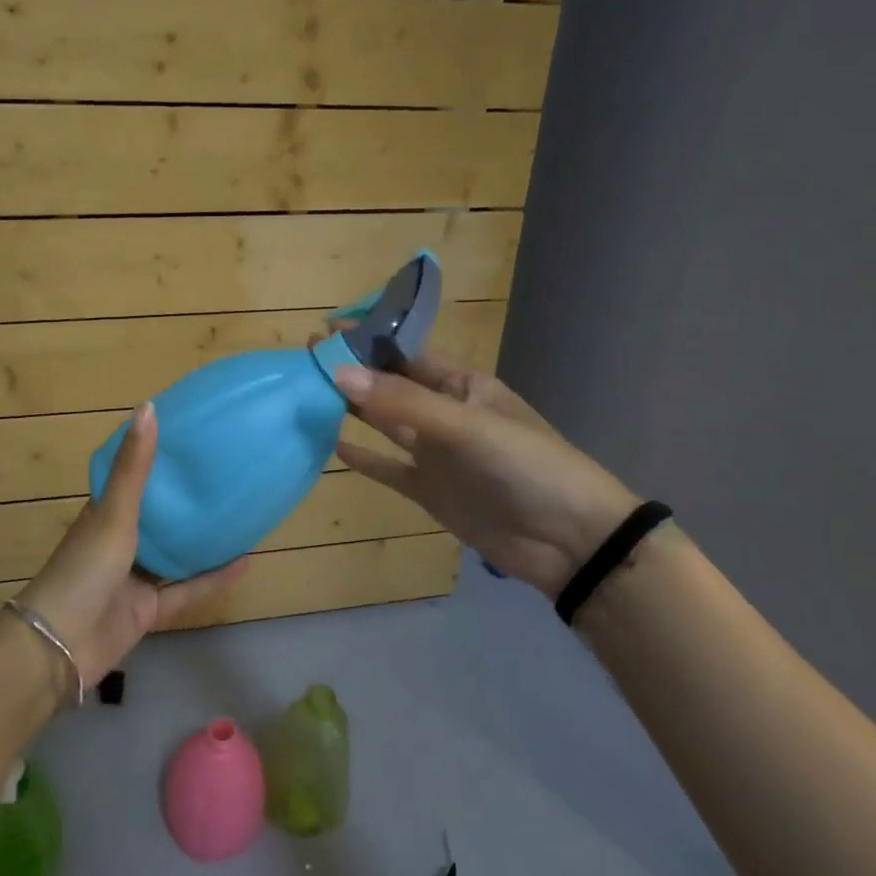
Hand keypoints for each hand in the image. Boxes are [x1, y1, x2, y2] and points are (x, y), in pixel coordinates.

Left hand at [14, 402, 248, 692]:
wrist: (61, 646)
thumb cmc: (85, 568)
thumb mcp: (114, 513)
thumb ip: (135, 467)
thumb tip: (150, 406)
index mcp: (104, 515)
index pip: (132, 479)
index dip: (157, 460)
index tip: (191, 439)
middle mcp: (119, 543)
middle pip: (157, 517)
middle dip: (186, 501)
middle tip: (225, 474)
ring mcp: (133, 579)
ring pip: (174, 554)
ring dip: (202, 540)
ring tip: (240, 515)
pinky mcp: (148, 611)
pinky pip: (186, 590)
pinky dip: (213, 579)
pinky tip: (245, 562)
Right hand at [332, 352, 637, 598]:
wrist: (570, 542)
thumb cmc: (526, 466)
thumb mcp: (466, 427)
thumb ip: (403, 402)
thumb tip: (339, 374)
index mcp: (462, 386)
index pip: (406, 354)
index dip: (368, 341)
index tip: (325, 333)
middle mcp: (444, 413)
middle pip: (390, 386)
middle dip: (352, 372)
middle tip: (305, 359)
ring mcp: (435, 453)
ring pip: (384, 423)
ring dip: (351, 409)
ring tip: (308, 393)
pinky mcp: (429, 490)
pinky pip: (388, 467)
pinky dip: (362, 457)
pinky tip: (332, 445)